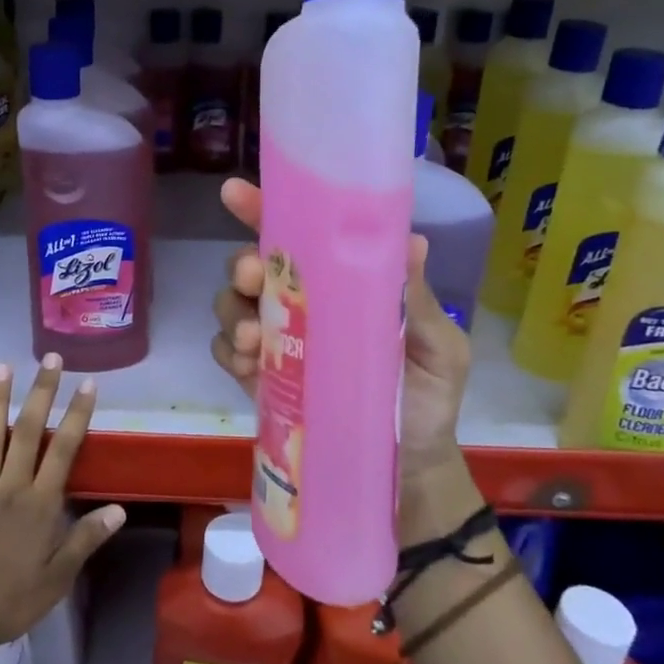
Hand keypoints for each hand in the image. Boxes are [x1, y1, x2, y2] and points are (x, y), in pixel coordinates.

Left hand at [0, 354, 125, 661]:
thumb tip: (118, 510)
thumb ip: (85, 540)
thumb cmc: (10, 602)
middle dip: (41, 393)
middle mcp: (9, 488)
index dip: (76, 414)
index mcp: (39, 505)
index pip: (63, 450)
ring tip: (3, 367)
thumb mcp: (58, 580)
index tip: (87, 384)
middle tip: (50, 359)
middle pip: (27, 432)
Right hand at [210, 177, 479, 539]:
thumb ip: (418, 302)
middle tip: (253, 277)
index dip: (263, 210)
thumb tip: (411, 241)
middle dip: (244, 265)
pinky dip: (229, 352)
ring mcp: (276, 341)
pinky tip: (248, 366)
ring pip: (231, 306)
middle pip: (253, 267)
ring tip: (254, 339)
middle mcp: (301, 302)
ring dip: (232, 312)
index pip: (298, 235)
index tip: (236, 194)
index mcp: (341, 284)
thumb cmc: (427, 399)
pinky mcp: (259, 378)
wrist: (406, 469)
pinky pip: (226, 352)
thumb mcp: (438, 349)